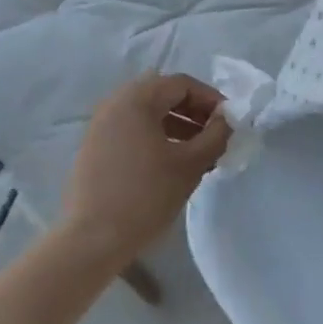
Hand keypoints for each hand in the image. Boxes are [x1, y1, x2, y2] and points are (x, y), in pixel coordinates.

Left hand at [56, 73, 229, 270]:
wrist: (93, 239)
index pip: (181, 84)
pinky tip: (173, 163)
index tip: (230, 121)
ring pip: (147, 114)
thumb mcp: (191, 164)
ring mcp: (100, 126)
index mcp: (136, 99)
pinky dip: (156, 137)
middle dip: (194, 112)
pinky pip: (132, 130)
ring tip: (200, 153)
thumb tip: (227, 120)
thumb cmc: (146, 195)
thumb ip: (215, 136)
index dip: (210, 99)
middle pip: (163, 95)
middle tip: (216, 136)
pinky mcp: (94, 147)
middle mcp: (114, 104)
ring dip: (177, 126)